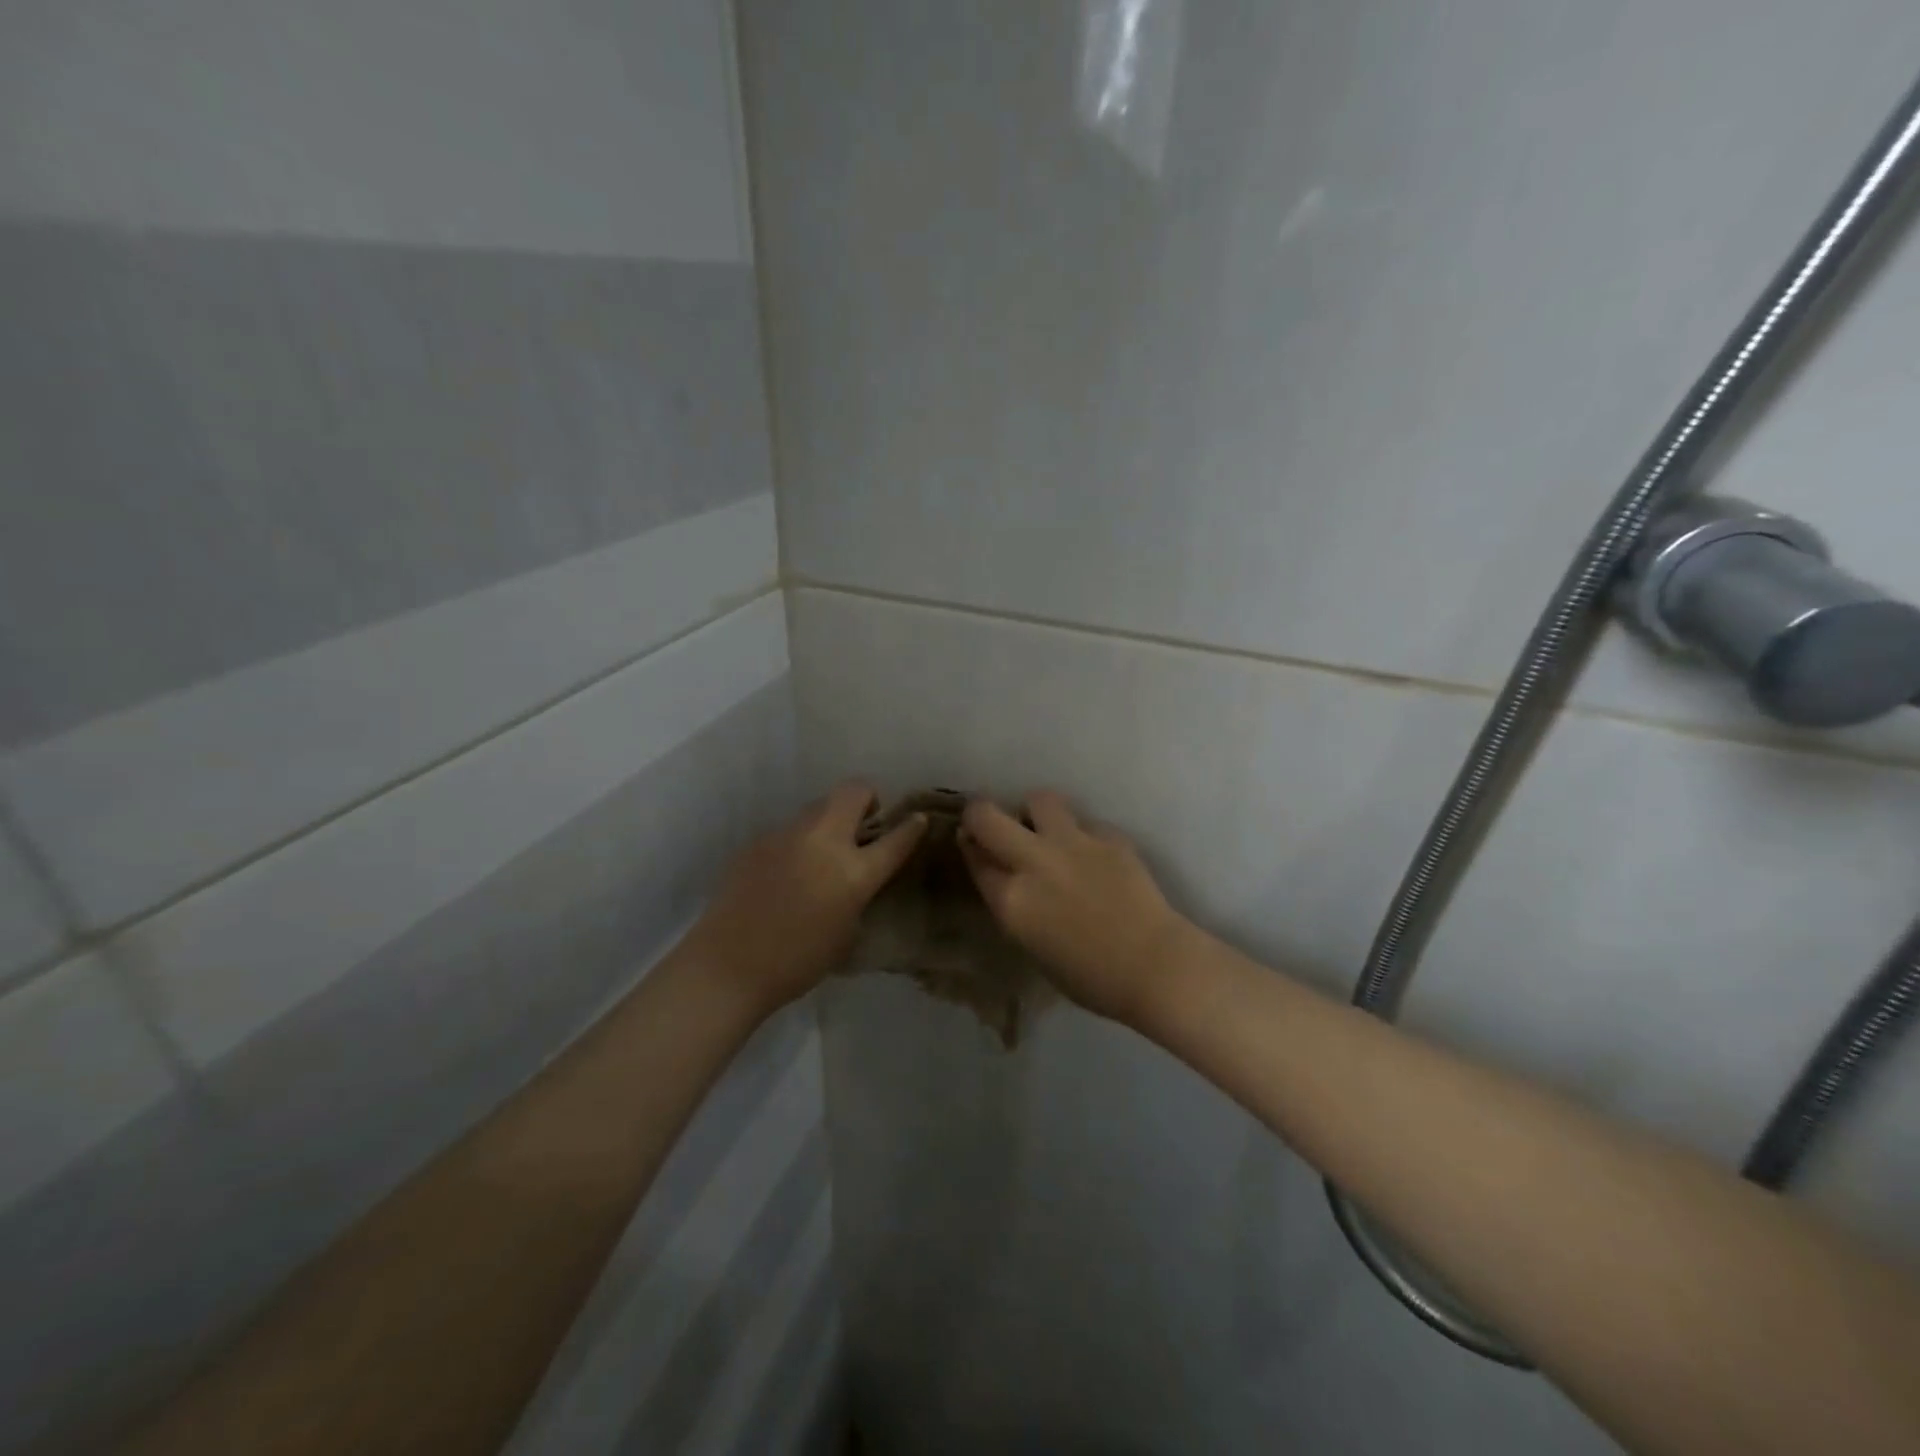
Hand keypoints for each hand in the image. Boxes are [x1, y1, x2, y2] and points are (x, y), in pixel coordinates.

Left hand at [688, 781, 925, 1012]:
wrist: (728, 966)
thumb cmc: (797, 962)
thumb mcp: (847, 933)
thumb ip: (857, 894)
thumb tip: (854, 876)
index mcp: (852, 872)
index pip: (895, 838)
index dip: (911, 826)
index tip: (917, 819)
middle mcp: (822, 841)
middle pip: (854, 791)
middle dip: (867, 799)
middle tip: (864, 826)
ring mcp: (786, 835)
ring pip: (818, 806)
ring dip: (831, 820)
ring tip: (822, 852)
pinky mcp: (758, 840)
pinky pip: (789, 831)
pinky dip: (798, 842)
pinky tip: (786, 873)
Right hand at [959, 791, 1195, 1027]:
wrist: (1154, 966)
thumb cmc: (1091, 978)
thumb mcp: (1034, 948)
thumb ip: (1015, 908)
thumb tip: (1009, 881)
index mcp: (1011, 901)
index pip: (975, 858)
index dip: (970, 848)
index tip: (973, 845)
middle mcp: (1034, 862)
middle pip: (987, 816)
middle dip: (980, 814)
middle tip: (990, 823)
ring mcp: (1072, 843)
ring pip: (1039, 799)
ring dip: (1035, 813)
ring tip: (1046, 829)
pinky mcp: (1108, 836)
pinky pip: (1085, 823)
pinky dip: (1083, 835)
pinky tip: (1095, 856)